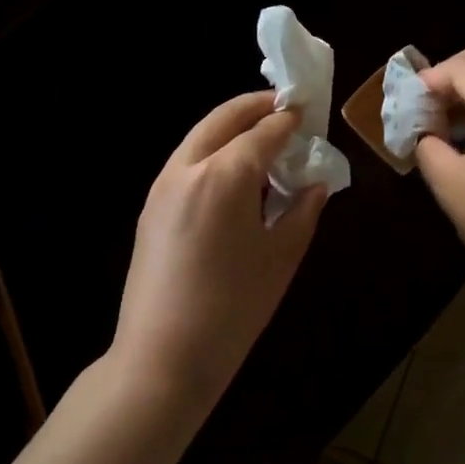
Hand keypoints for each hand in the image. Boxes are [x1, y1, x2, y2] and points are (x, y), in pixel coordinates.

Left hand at [111, 91, 327, 409]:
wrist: (164, 356)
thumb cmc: (234, 307)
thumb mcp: (282, 256)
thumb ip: (302, 210)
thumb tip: (314, 183)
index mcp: (225, 174)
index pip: (264, 131)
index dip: (290, 119)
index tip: (308, 113)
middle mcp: (188, 167)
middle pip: (223, 119)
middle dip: (255, 108)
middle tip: (283, 108)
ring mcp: (163, 185)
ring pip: (200, 137)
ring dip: (231, 128)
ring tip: (261, 138)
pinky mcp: (150, 207)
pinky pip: (187, 162)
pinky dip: (212, 152)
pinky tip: (233, 175)